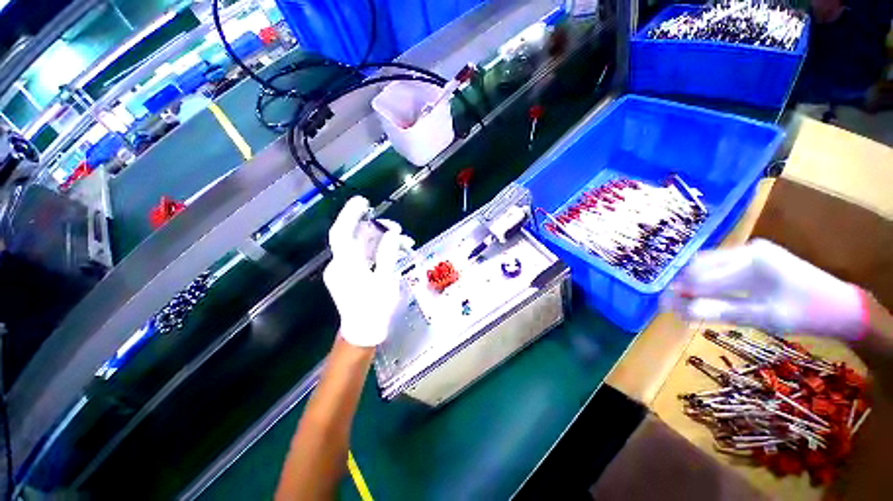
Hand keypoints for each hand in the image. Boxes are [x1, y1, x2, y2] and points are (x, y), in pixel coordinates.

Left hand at [323, 196, 413, 346]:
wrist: (364, 332)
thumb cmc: (375, 308)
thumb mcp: (386, 280)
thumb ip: (388, 254)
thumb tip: (392, 233)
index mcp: (346, 265)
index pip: (342, 232)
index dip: (350, 214)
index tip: (364, 201)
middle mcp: (341, 264)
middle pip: (357, 238)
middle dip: (379, 230)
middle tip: (399, 229)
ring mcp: (344, 270)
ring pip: (363, 247)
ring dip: (384, 242)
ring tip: (406, 243)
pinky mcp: (350, 275)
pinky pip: (364, 256)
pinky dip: (379, 252)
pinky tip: (397, 252)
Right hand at [663, 239, 868, 340]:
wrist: (842, 306)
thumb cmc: (807, 314)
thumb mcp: (764, 317)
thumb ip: (720, 311)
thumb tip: (681, 310)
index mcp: (753, 261)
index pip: (703, 275)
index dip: (680, 291)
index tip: (665, 306)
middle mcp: (748, 249)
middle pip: (700, 264)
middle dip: (683, 284)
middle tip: (672, 304)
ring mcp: (752, 250)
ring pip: (708, 263)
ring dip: (694, 282)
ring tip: (686, 300)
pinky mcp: (755, 256)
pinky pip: (721, 265)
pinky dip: (708, 280)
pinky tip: (706, 293)